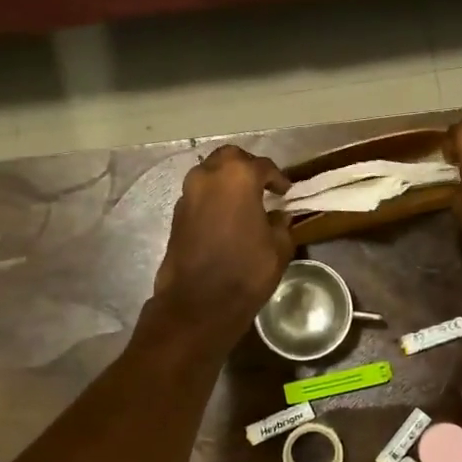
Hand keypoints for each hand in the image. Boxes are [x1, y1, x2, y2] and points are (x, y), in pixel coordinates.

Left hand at [149, 145, 294, 344]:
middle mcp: (208, 176)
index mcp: (238, 176)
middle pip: (230, 158)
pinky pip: (199, 194)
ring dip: (227, 181)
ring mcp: (187, 194)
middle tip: (262, 185)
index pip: (263, 166)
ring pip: (210, 173)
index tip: (285, 192)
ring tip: (243, 201)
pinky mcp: (176, 214)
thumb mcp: (279, 248)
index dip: (278, 178)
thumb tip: (277, 216)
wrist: (199, 303)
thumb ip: (281, 224)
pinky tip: (226, 217)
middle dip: (247, 167)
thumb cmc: (246, 270)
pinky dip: (213, 198)